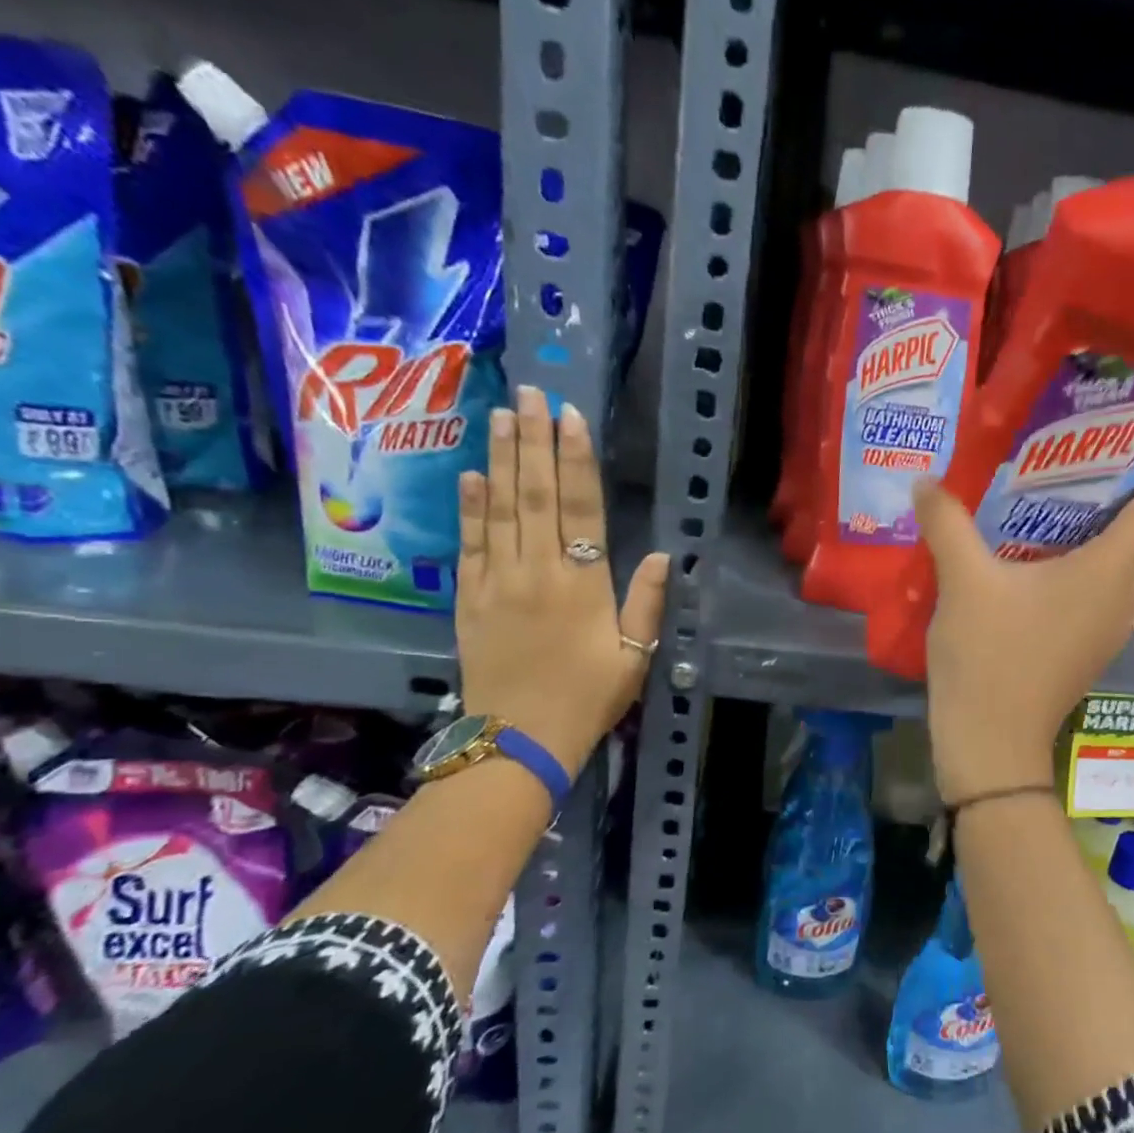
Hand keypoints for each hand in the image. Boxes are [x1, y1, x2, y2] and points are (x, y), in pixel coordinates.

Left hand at [455, 385, 669, 773]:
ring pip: (500, 508)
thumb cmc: (588, 698)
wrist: (520, 739)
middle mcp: (538, 571)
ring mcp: (497, 582)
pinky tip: (472, 474)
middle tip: (529, 393)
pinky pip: (470, 543)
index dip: (577, 460)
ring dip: (502, 459)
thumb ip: (647, 603)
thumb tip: (664, 554)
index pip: (581, 508)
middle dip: (534, 441)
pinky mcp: (469, 599)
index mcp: (584, 584)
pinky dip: (470, 506)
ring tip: (502, 416)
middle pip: (536, 495)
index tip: (571, 418)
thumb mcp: (634, 657)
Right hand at [913, 432, 1133, 803]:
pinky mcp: (1093, 646)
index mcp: (1107, 571)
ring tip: (1103, 495)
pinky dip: (1113, 560)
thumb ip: (947, 522)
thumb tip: (925, 480)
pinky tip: (1070, 552)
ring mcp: (1111, 626)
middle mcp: (1122, 596)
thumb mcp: (963, 581)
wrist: (992, 742)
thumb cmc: (989, 656)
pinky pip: (1119, 589)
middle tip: (1129, 455)